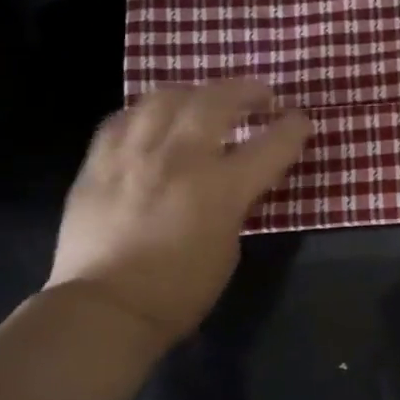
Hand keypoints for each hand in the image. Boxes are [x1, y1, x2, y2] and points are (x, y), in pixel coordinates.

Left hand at [45, 81, 310, 346]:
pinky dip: (146, 113)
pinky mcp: (99, 161)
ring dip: (194, 92)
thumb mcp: (228, 248)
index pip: (270, 144)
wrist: (105, 308)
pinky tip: (152, 121)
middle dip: (245, 90)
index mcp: (221, 188)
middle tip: (258, 94)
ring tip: (203, 100)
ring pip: (166, 97)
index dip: (292, 127)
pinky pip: (123, 118)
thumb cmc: (179, 291)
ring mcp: (135, 154)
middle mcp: (180, 158)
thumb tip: (232, 181)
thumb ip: (234, 204)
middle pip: (217, 100)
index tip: (300, 118)